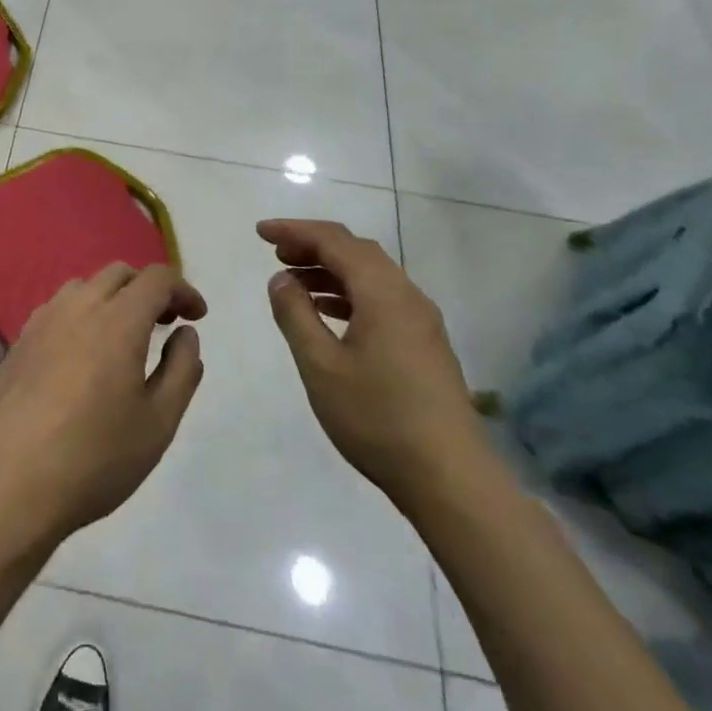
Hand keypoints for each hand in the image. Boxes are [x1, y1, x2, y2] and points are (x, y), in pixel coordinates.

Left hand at [0, 263, 206, 556]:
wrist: (9, 486)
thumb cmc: (95, 458)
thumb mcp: (159, 423)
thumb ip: (182, 370)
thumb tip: (185, 333)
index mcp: (118, 320)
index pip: (156, 279)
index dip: (183, 289)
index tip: (197, 316)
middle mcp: (78, 307)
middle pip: (119, 274)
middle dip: (148, 289)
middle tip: (165, 324)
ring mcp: (42, 322)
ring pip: (84, 286)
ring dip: (113, 298)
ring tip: (125, 338)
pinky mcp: (19, 342)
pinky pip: (58, 309)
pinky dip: (82, 314)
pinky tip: (83, 354)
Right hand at [258, 219, 487, 509]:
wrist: (450, 479)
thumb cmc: (378, 418)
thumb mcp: (321, 366)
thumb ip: (296, 315)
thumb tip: (281, 279)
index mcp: (383, 294)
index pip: (335, 241)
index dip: (295, 230)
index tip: (261, 233)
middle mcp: (407, 296)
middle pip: (357, 251)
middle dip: (314, 245)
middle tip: (276, 254)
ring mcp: (421, 321)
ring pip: (372, 275)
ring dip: (331, 269)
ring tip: (294, 282)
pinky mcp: (425, 345)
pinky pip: (382, 299)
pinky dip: (349, 293)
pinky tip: (329, 313)